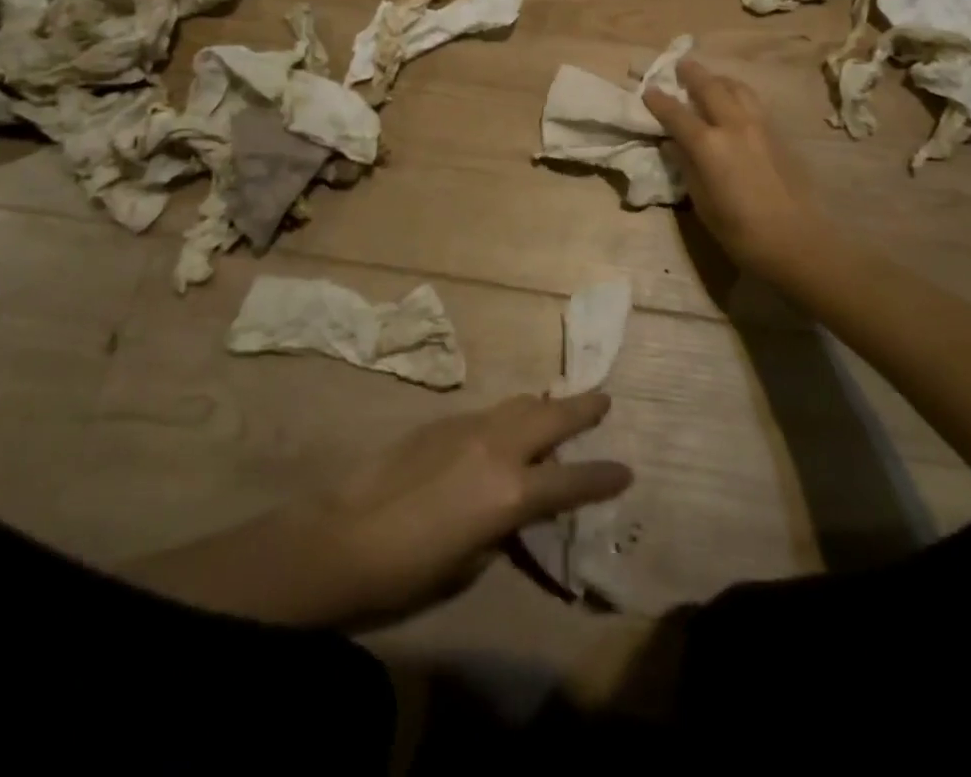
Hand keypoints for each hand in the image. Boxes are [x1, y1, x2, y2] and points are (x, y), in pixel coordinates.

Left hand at [126, 393, 630, 630]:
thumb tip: (515, 508)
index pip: (573, 481)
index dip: (603, 477)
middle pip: (553, 418)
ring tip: (557, 407)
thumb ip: (504, 527)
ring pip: (519, 405)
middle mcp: (499, 449)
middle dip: (583, 409)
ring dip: (543, 406)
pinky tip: (504, 428)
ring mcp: (469, 428)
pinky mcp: (442, 421)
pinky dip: (508, 416)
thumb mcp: (472, 562)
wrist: (344, 536)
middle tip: (604, 399)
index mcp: (513, 493)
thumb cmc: (411, 570)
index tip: (626, 470)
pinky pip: (489, 413)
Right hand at [644, 59, 831, 283]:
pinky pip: (754, 101)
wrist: (798, 241)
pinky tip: (736, 102)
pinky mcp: (779, 134)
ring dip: (719, 79)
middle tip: (680, 65)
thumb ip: (687, 167)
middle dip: (692, 74)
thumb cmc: (741, 232)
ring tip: (710, 79)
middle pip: (710, 87)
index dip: (659, 101)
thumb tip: (674, 145)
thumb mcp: (702, 203)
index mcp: (708, 145)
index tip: (648, 90)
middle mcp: (734, 126)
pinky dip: (739, 93)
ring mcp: (760, 126)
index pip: (676, 114)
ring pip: (737, 88)